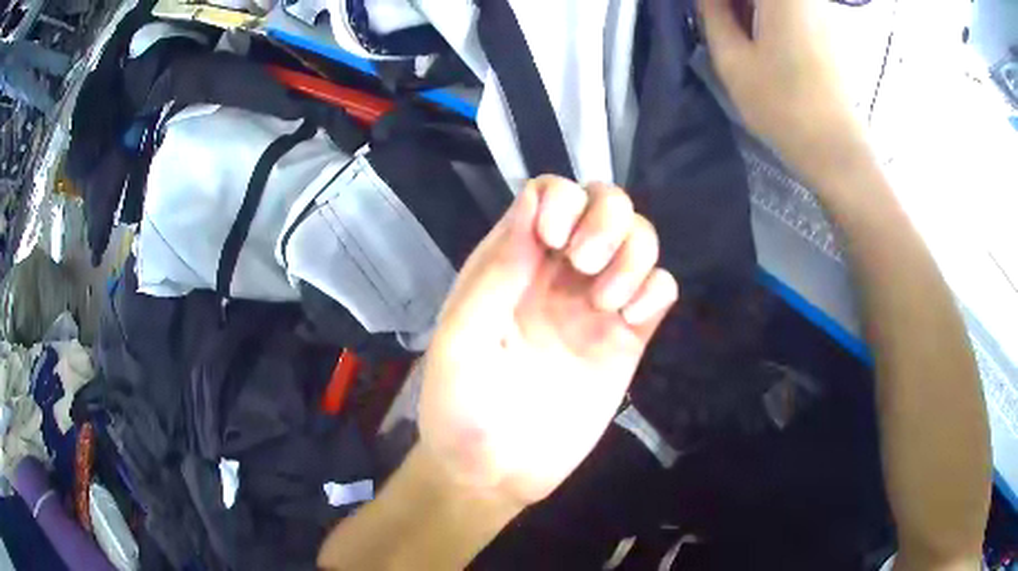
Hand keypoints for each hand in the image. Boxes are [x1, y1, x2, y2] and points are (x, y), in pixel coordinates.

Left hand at [419, 176, 677, 506]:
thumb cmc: (461, 407)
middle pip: (604, 203)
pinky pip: (661, 290)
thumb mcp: (462, 337)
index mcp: (511, 262)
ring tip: (608, 304)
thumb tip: (533, 200)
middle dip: (607, 220)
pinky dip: (655, 291)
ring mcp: (596, 306)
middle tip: (587, 265)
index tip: (557, 242)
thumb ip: (497, 270)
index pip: (549, 193)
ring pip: (640, 239)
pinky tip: (629, 322)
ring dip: (635, 255)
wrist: (494, 473)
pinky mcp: (627, 341)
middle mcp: (557, 274)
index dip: (563, 200)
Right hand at [698, 0, 866, 178]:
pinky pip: (789, 8)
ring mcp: (820, 9)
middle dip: (732, 3)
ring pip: (773, 1)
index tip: (705, 13)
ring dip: (748, 9)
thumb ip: (712, 14)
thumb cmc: (782, 105)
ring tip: (734, 30)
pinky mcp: (827, 26)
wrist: (834, 147)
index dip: (717, 2)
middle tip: (716, 21)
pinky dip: (767, 14)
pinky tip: (759, 35)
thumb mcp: (732, 58)